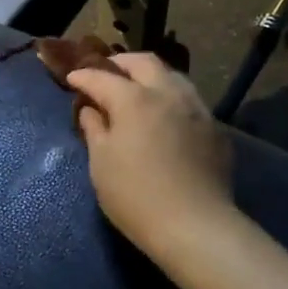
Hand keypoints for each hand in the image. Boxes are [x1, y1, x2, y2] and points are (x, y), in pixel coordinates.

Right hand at [65, 53, 233, 259]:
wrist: (195, 226)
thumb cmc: (135, 196)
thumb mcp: (101, 164)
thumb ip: (94, 129)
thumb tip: (91, 110)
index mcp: (134, 99)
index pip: (102, 77)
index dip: (84, 77)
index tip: (72, 79)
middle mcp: (168, 93)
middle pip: (144, 62)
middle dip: (121, 63)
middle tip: (106, 73)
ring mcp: (197, 108)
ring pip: (173, 76)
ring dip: (151, 76)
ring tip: (138, 89)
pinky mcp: (215, 128)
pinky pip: (189, 100)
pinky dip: (171, 98)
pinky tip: (165, 115)